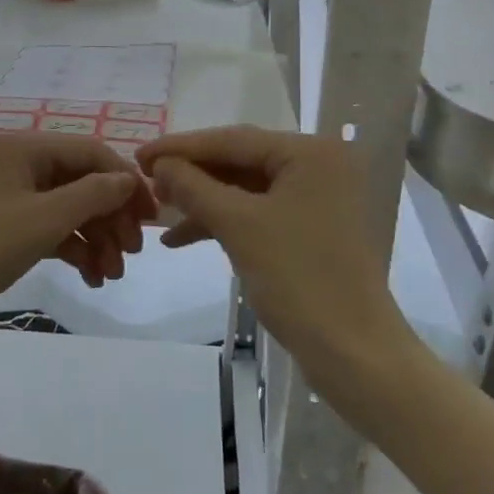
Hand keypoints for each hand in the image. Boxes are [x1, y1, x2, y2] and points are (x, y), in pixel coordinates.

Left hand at [0, 133, 154, 352]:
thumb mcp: (42, 220)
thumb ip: (93, 195)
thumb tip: (130, 179)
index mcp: (26, 148)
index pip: (93, 152)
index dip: (126, 181)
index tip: (152, 218)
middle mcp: (21, 165)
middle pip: (84, 181)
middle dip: (112, 216)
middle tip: (131, 255)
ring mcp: (13, 198)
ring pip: (71, 209)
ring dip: (97, 238)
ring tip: (111, 276)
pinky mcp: (8, 229)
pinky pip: (53, 230)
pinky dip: (75, 250)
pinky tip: (91, 278)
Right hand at [137, 127, 407, 380]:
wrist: (354, 353)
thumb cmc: (299, 279)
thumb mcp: (239, 226)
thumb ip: (195, 187)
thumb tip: (160, 164)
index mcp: (311, 153)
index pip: (234, 140)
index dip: (181, 147)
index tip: (139, 154)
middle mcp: (318, 166)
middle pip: (240, 161)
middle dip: (192, 175)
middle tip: (146, 181)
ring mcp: (317, 199)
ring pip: (246, 189)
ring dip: (203, 201)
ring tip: (160, 211)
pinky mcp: (311, 229)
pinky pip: (258, 213)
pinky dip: (223, 223)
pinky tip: (183, 238)